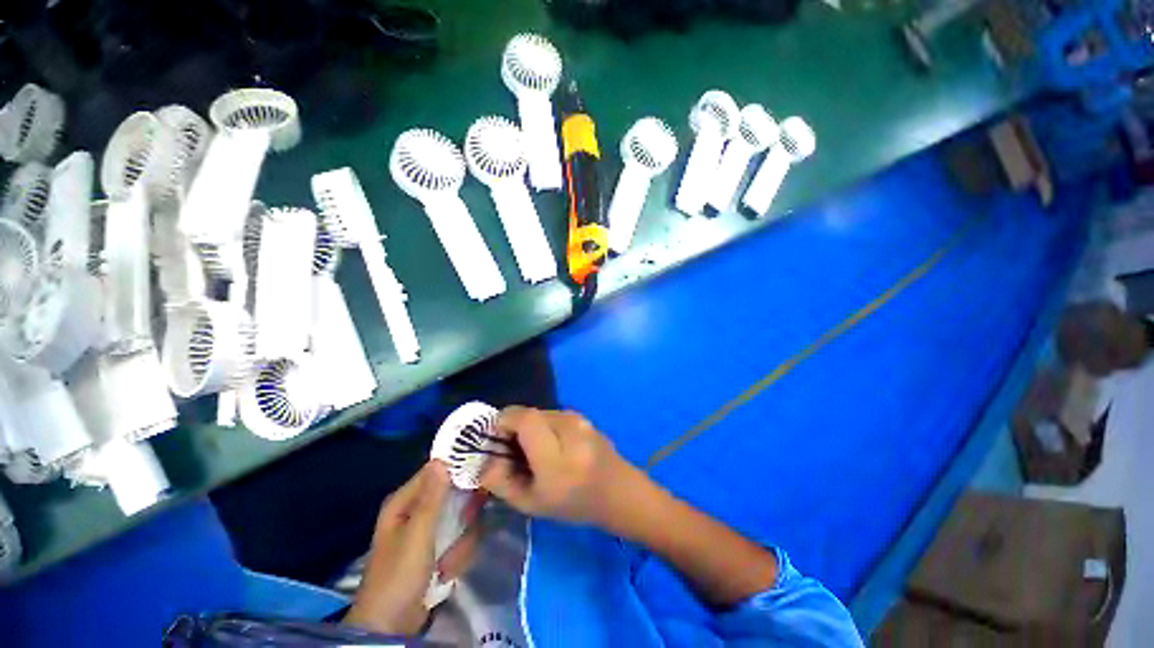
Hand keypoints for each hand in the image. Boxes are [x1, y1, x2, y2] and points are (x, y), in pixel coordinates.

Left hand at [344, 461, 483, 635]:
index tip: (478, 476)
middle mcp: (417, 509)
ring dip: (461, 541)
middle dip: (463, 516)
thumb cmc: (399, 576)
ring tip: (448, 562)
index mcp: (404, 501)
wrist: (392, 626)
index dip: (457, 470)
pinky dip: (459, 553)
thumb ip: (431, 498)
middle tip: (466, 527)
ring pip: (461, 517)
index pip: (435, 470)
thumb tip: (441, 460)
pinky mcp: (438, 545)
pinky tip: (448, 570)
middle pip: (454, 494)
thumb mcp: (417, 535)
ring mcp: (429, 529)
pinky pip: (460, 536)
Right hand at [480, 407, 635, 527]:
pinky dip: (543, 425)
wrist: (617, 491)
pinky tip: (550, 445)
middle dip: (513, 426)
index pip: (524, 418)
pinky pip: (553, 415)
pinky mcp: (582, 416)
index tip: (496, 440)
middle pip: (529, 413)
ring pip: (540, 413)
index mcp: (557, 455)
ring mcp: (579, 419)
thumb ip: (501, 482)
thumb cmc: (574, 503)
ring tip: (531, 449)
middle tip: (510, 449)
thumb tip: (485, 459)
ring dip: (528, 426)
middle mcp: (569, 428)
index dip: (504, 422)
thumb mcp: (532, 504)